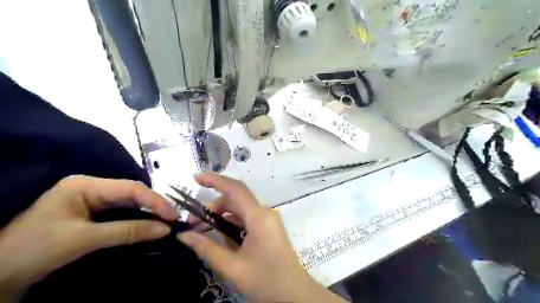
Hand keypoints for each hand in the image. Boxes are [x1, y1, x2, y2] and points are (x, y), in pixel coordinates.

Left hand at [0, 174, 178, 298]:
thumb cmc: (33, 251)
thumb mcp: (83, 240)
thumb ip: (128, 232)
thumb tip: (165, 229)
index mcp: (85, 185)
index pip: (131, 188)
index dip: (156, 201)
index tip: (173, 216)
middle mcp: (91, 188)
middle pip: (132, 193)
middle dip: (154, 206)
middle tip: (173, 220)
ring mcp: (91, 201)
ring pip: (129, 204)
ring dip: (148, 213)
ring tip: (166, 223)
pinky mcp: (91, 215)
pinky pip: (121, 214)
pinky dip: (137, 220)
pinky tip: (149, 226)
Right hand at [178, 173, 345, 302]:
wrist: (294, 294)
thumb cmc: (266, 280)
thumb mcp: (233, 267)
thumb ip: (207, 248)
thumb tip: (184, 235)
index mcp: (259, 217)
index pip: (235, 189)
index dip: (215, 180)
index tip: (196, 177)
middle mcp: (264, 213)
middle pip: (235, 200)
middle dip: (213, 207)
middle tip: (192, 222)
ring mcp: (268, 220)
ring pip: (240, 210)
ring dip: (221, 216)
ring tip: (202, 230)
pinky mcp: (268, 227)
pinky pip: (246, 219)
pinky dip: (231, 224)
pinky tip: (219, 237)